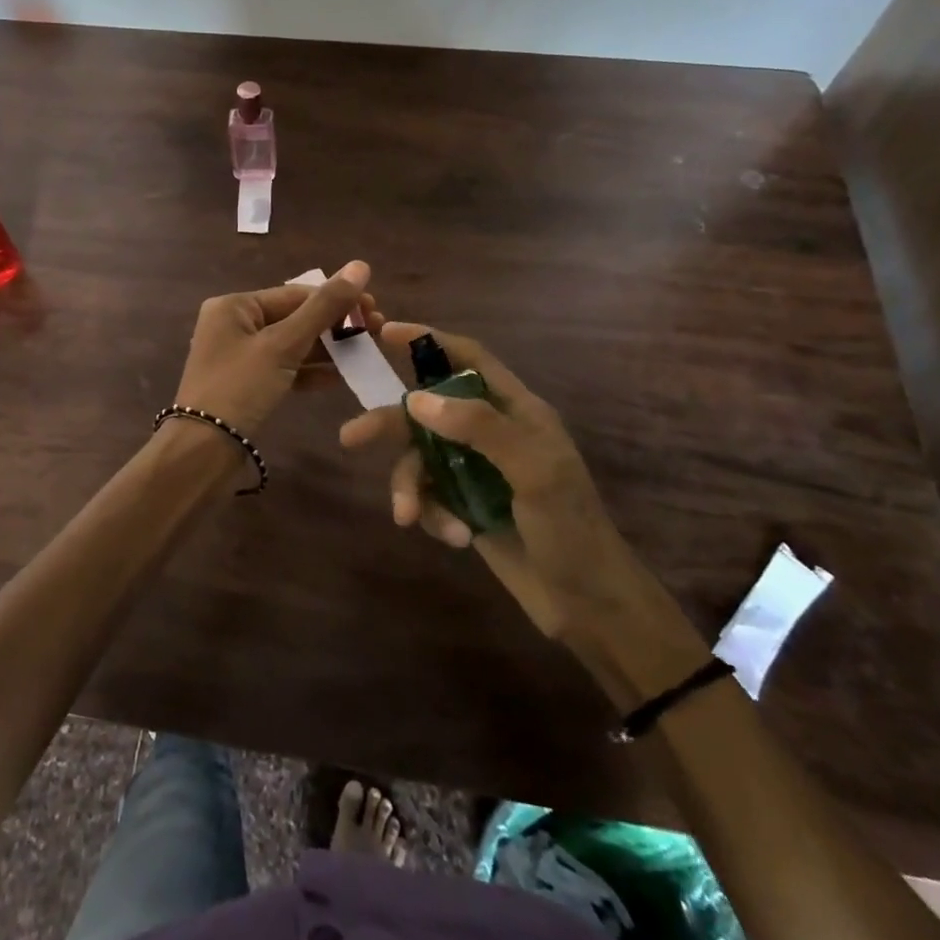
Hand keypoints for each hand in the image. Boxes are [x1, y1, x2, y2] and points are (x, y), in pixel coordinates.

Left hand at [173, 260, 376, 436]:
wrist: (203, 451)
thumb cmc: (240, 387)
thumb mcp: (283, 345)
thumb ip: (323, 308)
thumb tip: (360, 266)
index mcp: (234, 306)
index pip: (294, 294)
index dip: (336, 299)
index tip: (374, 309)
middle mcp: (234, 325)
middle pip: (293, 317)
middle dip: (334, 325)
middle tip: (376, 331)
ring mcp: (240, 356)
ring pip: (291, 344)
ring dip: (327, 348)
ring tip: (365, 352)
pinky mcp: (247, 384)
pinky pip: (284, 369)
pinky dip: (309, 371)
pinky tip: (340, 377)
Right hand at [338, 323, 621, 648]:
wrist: (589, 607)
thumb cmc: (570, 529)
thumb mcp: (533, 470)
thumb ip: (477, 427)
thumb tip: (416, 399)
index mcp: (516, 410)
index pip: (469, 359)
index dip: (428, 340)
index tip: (384, 332)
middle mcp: (492, 433)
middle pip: (428, 411)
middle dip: (391, 425)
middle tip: (350, 438)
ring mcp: (476, 471)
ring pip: (421, 459)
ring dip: (410, 485)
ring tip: (408, 516)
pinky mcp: (465, 506)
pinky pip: (430, 495)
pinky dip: (432, 513)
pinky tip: (454, 538)